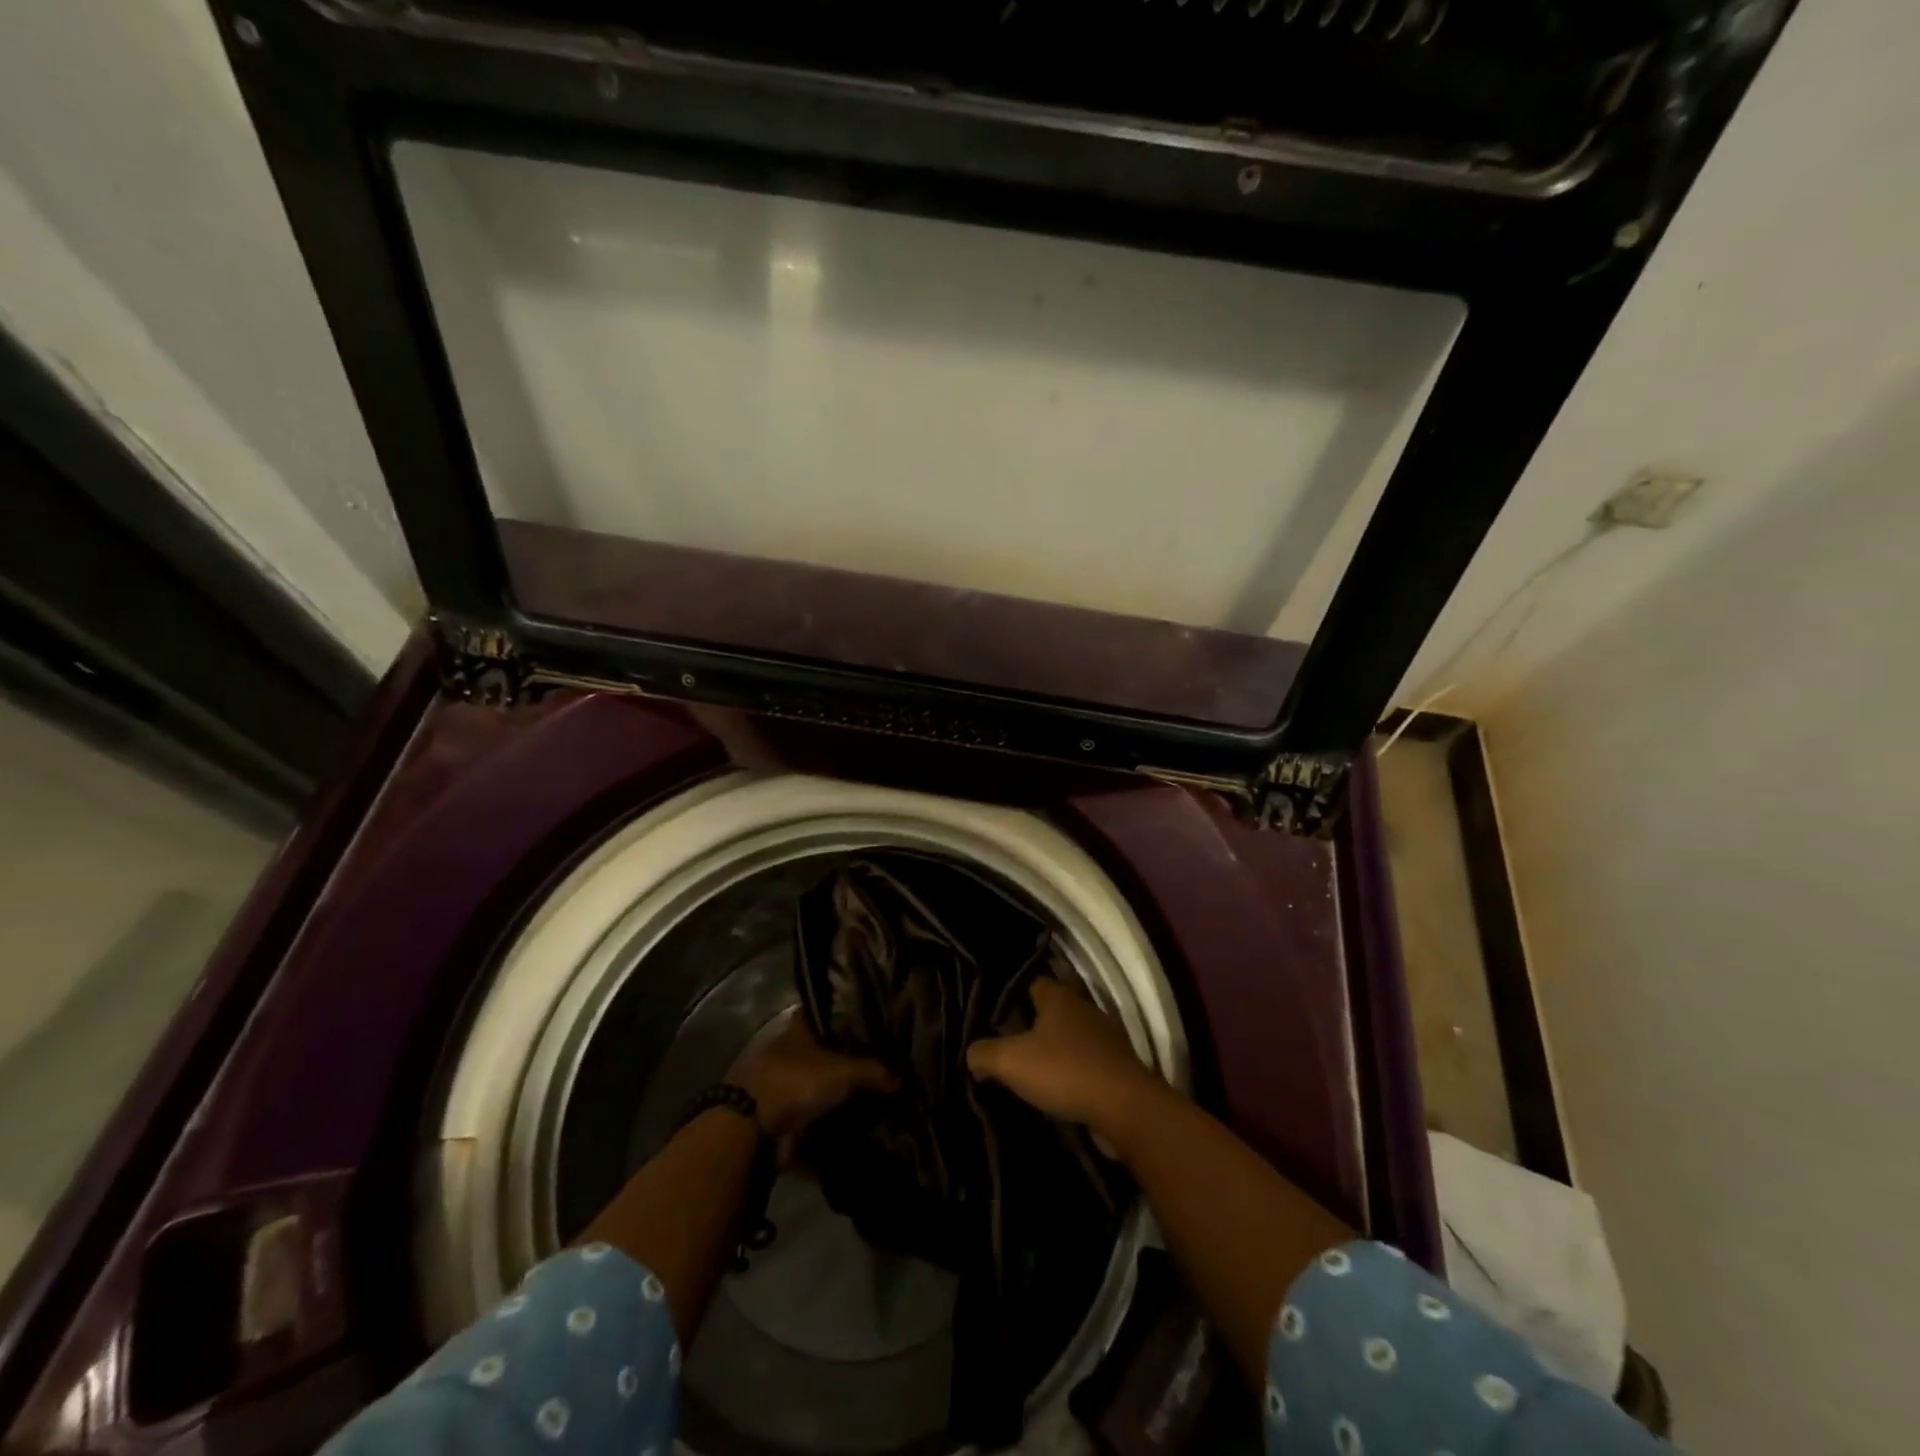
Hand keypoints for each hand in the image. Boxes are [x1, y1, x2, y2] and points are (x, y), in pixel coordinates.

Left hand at [732, 1015, 896, 1146]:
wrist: (751, 1127)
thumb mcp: (843, 1071)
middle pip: (821, 1051)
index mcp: (798, 1029)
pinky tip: (848, 1126)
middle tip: (876, 1067)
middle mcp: (788, 1051)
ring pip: (814, 1083)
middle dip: (844, 1059)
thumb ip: (873, 1071)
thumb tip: (901, 1077)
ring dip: (833, 1093)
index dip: (846, 1018)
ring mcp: (780, 1084)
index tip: (869, 1026)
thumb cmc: (797, 1081)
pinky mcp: (776, 1114)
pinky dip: (823, 1122)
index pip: (825, 1014)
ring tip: (868, 1099)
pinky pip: (807, 1115)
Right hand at [966, 979, 1167, 1137]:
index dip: (1014, 996)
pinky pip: (1089, 1062)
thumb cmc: (1064, 1070)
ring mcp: (1106, 1037)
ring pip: (1073, 1036)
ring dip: (1057, 1050)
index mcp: (1059, 997)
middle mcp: (1084, 1008)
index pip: (1033, 983)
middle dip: (1035, 1025)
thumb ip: (984, 1053)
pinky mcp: (1119, 1066)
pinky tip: (1061, 1090)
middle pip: (1054, 1010)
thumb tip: (972, 1054)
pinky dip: (1075, 1072)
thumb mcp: (1010, 1062)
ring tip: (1034, 1071)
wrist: (1124, 1106)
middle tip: (1011, 1044)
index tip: (998, 1016)